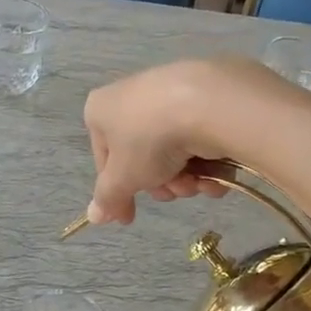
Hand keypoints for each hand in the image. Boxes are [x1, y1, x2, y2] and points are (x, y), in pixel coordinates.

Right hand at [83, 59, 285, 224]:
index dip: (118, 192)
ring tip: (197, 182)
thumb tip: (94, 217)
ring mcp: (168, 94)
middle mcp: (131, 97)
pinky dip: (207, 160)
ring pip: (172, 151)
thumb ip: (108, 198)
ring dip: (185, 177)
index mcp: (101, 110)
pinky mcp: (203, 96)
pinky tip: (216, 173)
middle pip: (142, 157)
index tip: (129, 217)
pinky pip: (197, 136)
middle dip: (161, 183)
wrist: (207, 103)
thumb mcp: (123, 177)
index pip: (104, 160)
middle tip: (173, 192)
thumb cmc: (149, 140)